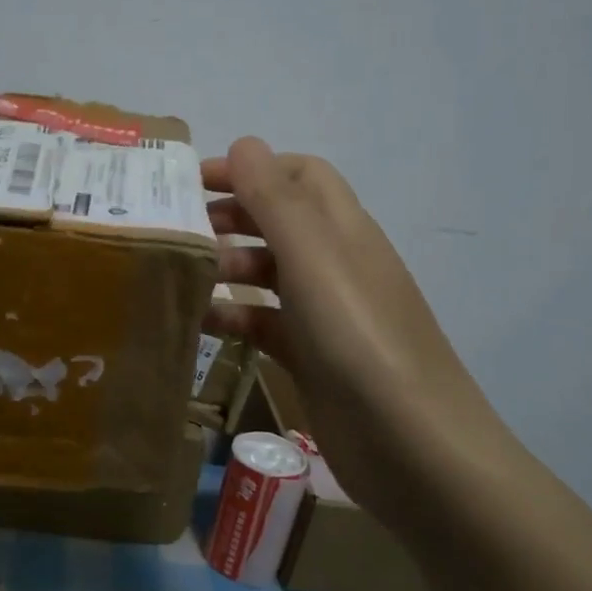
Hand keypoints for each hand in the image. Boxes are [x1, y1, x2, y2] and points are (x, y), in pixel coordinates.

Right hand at [203, 138, 517, 509]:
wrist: (414, 448)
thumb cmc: (359, 339)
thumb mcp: (314, 259)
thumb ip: (276, 199)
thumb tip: (244, 142)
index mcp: (343, 229)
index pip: (299, 175)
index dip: (250, 168)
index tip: (193, 182)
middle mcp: (336, 264)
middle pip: (279, 221)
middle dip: (230, 216)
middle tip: (177, 229)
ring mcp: (325, 313)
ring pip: (268, 272)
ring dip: (226, 266)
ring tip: (181, 277)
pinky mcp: (312, 357)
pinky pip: (265, 322)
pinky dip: (234, 315)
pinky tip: (200, 323)